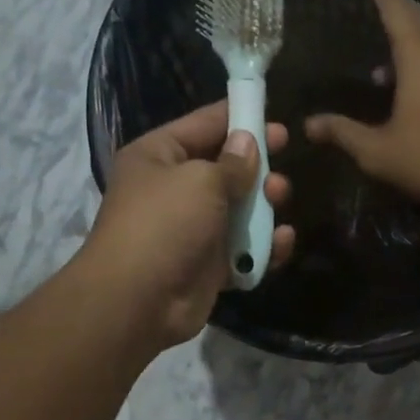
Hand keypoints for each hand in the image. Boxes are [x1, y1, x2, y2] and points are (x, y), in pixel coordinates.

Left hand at [81, 103, 294, 348]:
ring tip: (279, 200)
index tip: (276, 119)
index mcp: (159, 156)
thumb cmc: (165, 224)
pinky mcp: (208, 265)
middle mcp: (174, 189)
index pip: (204, 124)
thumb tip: (248, 142)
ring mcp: (192, 229)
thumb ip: (233, 162)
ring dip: (264, 206)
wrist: (138, 301)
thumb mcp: (201, 180)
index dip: (240, 118)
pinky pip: (243, 249)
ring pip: (239, 209)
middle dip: (257, 167)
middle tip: (281, 167)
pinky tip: (281, 242)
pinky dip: (263, 246)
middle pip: (225, 168)